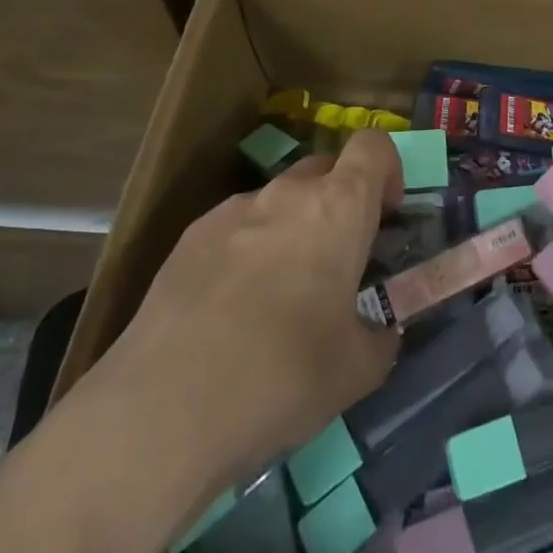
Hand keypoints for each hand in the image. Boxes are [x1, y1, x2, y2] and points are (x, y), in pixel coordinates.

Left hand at [76, 129, 403, 488]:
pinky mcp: (190, 237)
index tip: (387, 213)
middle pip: (324, 169)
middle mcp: (287, 193)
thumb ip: (379, 339)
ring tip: (278, 295)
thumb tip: (380, 333)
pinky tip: (230, 310)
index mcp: (338, 208)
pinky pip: (235, 227)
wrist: (164, 406)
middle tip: (337, 261)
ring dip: (291, 228)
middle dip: (338, 202)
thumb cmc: (282, 375)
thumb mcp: (355, 371)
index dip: (388, 169)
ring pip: (277, 200)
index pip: (373, 146)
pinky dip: (246, 250)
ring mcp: (233, 210)